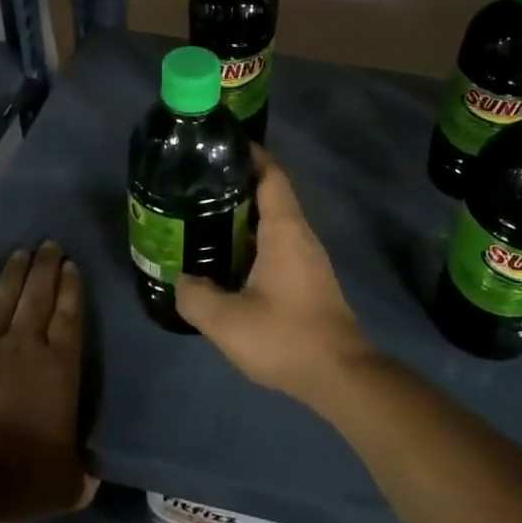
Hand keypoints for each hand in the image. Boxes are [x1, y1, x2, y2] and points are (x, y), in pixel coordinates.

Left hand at [0, 242, 89, 522]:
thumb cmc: (19, 479)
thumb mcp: (67, 485)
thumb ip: (82, 475)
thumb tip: (93, 480)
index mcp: (59, 367)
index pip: (69, 314)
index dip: (71, 287)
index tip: (71, 264)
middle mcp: (26, 345)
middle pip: (38, 294)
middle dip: (46, 266)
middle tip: (49, 243)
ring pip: (5, 297)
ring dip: (14, 273)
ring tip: (21, 253)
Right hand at [176, 151, 374, 407]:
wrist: (340, 375)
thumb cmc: (286, 337)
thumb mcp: (228, 322)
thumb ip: (196, 297)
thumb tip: (181, 281)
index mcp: (284, 230)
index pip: (271, 175)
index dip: (251, 154)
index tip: (221, 146)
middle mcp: (300, 235)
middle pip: (271, 194)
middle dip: (237, 184)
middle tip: (199, 185)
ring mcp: (308, 257)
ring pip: (274, 221)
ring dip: (244, 215)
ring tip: (206, 217)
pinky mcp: (309, 278)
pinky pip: (278, 243)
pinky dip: (254, 239)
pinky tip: (230, 258)